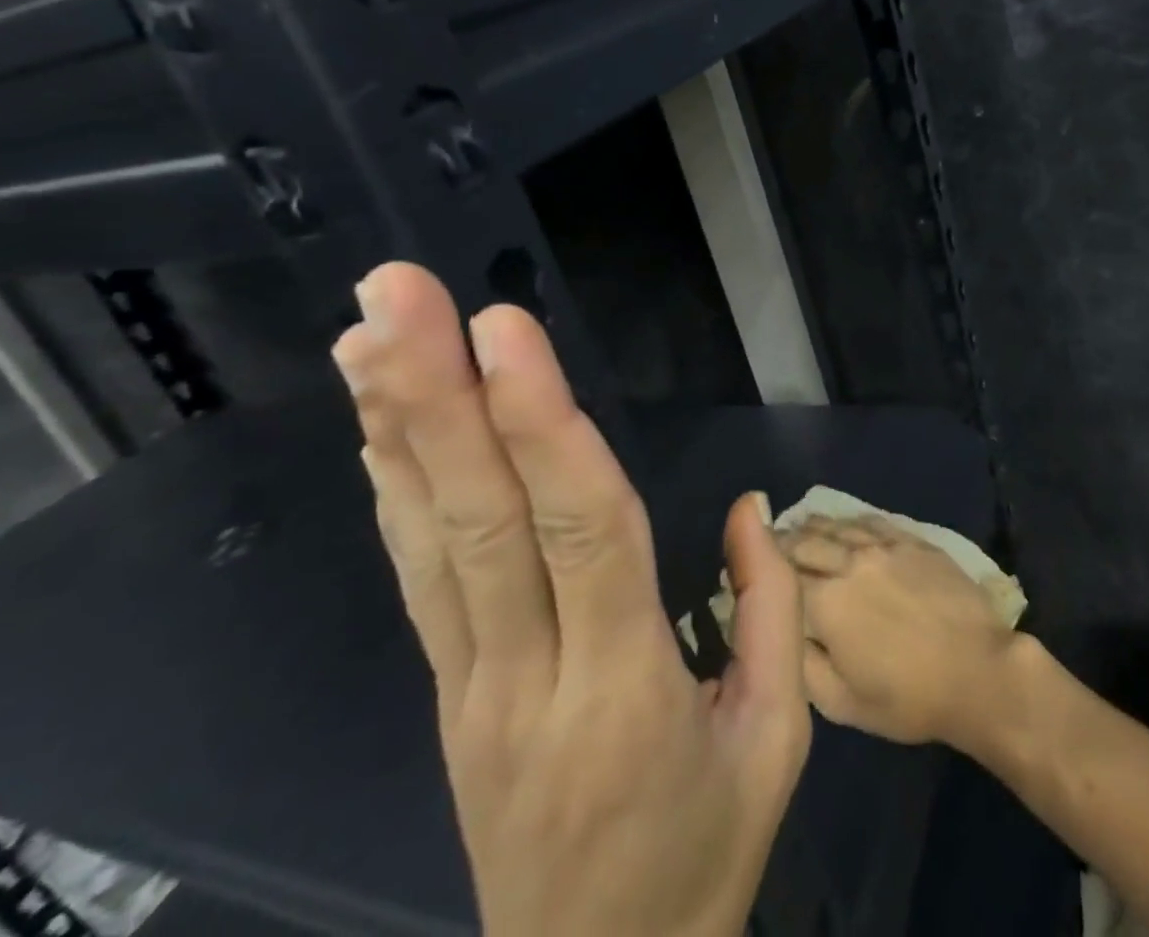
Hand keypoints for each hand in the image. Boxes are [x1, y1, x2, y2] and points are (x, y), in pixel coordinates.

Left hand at [331, 263, 808, 936]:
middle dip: (436, 395)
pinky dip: (396, 489)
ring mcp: (469, 688)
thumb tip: (747, 509)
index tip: (506, 331)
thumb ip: (768, 611)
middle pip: (477, 520)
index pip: (582, 529)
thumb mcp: (778, 741)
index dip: (541, 425)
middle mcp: (526, 675)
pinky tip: (379, 426)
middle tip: (400, 294)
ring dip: (396, 428)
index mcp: (626, 687)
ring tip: (370, 331)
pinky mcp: (445, 694)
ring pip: (428, 540)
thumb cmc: (703, 854)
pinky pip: (419, 577)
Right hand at [780, 514, 1016, 748]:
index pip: (778, 575)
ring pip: (835, 525)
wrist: (978, 671)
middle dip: (780, 542)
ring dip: (811, 526)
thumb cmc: (908, 699)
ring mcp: (883, 546)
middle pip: (803, 541)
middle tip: (767, 546)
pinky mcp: (911, 539)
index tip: (743, 571)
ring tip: (798, 527)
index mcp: (826, 603)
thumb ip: (800, 662)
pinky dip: (847, 520)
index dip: (759, 571)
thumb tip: (777, 628)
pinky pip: (870, 520)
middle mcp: (848, 562)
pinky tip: (842, 523)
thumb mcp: (842, 703)